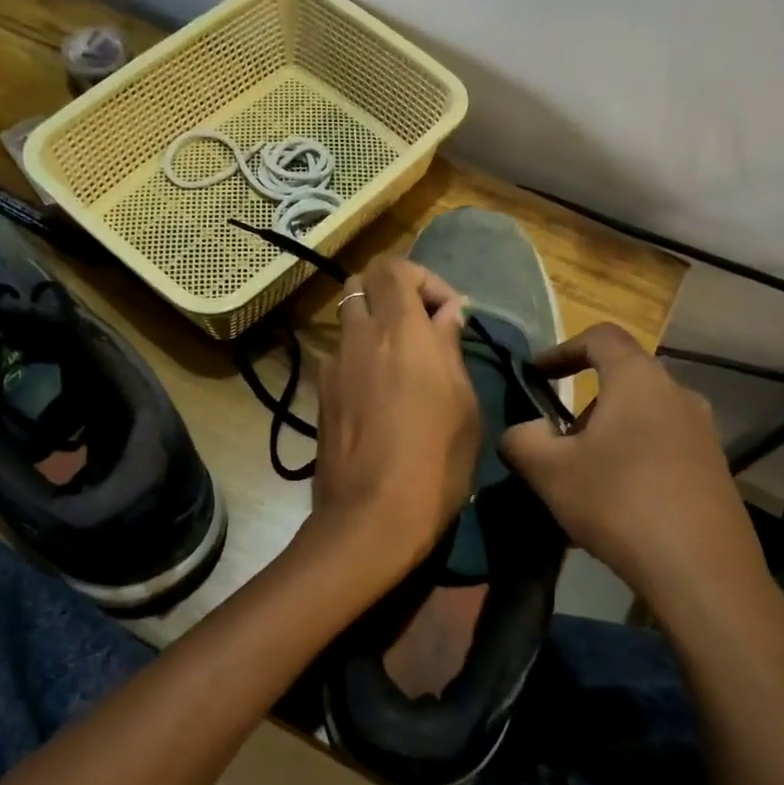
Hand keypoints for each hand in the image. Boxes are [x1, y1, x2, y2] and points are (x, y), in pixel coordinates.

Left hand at [307, 255, 479, 580]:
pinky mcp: (320, 396)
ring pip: (349, 323)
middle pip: (362, 285)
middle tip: (422, 332)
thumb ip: (449, 349)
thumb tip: (446, 315)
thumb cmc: (434, 461)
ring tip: (402, 369)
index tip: (447, 315)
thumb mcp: (463, 405)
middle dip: (394, 296)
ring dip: (376, 330)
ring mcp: (332, 367)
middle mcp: (358, 337)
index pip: (391, 266)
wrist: (371, 517)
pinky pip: (341, 359)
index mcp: (399, 330)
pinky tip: (380, 400)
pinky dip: (361, 361)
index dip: (422, 278)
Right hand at [500, 324, 783, 632]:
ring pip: (642, 418)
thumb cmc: (618, 502)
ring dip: (607, 436)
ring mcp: (703, 433)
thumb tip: (522, 431)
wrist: (701, 568)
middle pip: (623, 381)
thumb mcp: (549, 471)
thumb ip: (522, 439)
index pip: (601, 337)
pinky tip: (616, 506)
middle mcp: (678, 395)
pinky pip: (662, 449)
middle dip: (583, 405)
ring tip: (583, 479)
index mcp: (638, 380)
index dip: (563, 348)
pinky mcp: (714, 469)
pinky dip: (632, 461)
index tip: (537, 373)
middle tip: (556, 441)